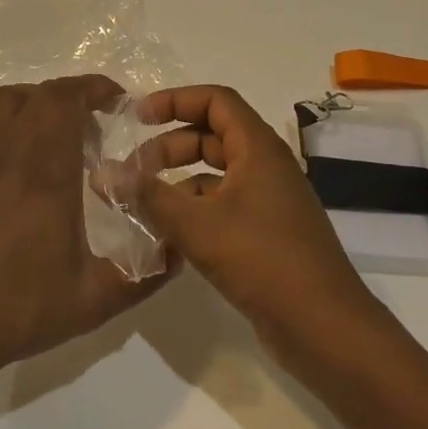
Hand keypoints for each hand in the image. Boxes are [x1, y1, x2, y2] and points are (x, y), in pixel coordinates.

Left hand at [0, 75, 169, 393]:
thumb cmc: (19, 311)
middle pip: (38, 97)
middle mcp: (7, 156)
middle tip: (95, 123)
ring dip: (33, 102)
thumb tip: (178, 252)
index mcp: (45, 175)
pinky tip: (1, 141)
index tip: (117, 100)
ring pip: (1, 103)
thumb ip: (143, 274)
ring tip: (53, 128)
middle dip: (72, 96)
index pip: (65, 103)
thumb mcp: (94, 300)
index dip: (93, 88)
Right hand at [133, 85, 375, 349]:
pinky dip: (193, 210)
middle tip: (133, 170)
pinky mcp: (266, 234)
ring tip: (142, 204)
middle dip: (169, 146)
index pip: (215, 100)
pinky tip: (167, 236)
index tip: (138, 117)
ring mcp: (269, 202)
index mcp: (258, 149)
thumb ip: (147, 196)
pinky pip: (223, 206)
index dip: (175, 100)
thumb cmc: (263, 260)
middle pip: (212, 136)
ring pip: (216, 174)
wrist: (325, 328)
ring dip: (178, 182)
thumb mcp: (197, 225)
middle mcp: (266, 167)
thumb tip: (102, 173)